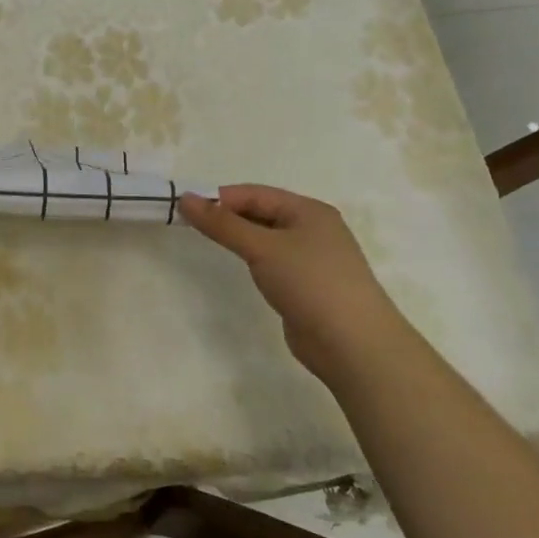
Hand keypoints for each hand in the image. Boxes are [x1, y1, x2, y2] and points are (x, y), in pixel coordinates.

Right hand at [179, 185, 409, 380]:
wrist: (353, 343)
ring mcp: (313, 258)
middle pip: (262, 213)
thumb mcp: (262, 248)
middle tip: (192, 227)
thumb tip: (185, 198)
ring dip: (241, 238)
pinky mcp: (308, 285)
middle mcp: (314, 229)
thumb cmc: (310, 283)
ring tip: (211, 244)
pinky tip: (242, 269)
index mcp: (309, 210)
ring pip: (268, 238)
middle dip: (229, 217)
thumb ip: (222, 224)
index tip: (186, 210)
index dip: (220, 198)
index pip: (255, 193)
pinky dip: (254, 260)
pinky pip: (274, 262)